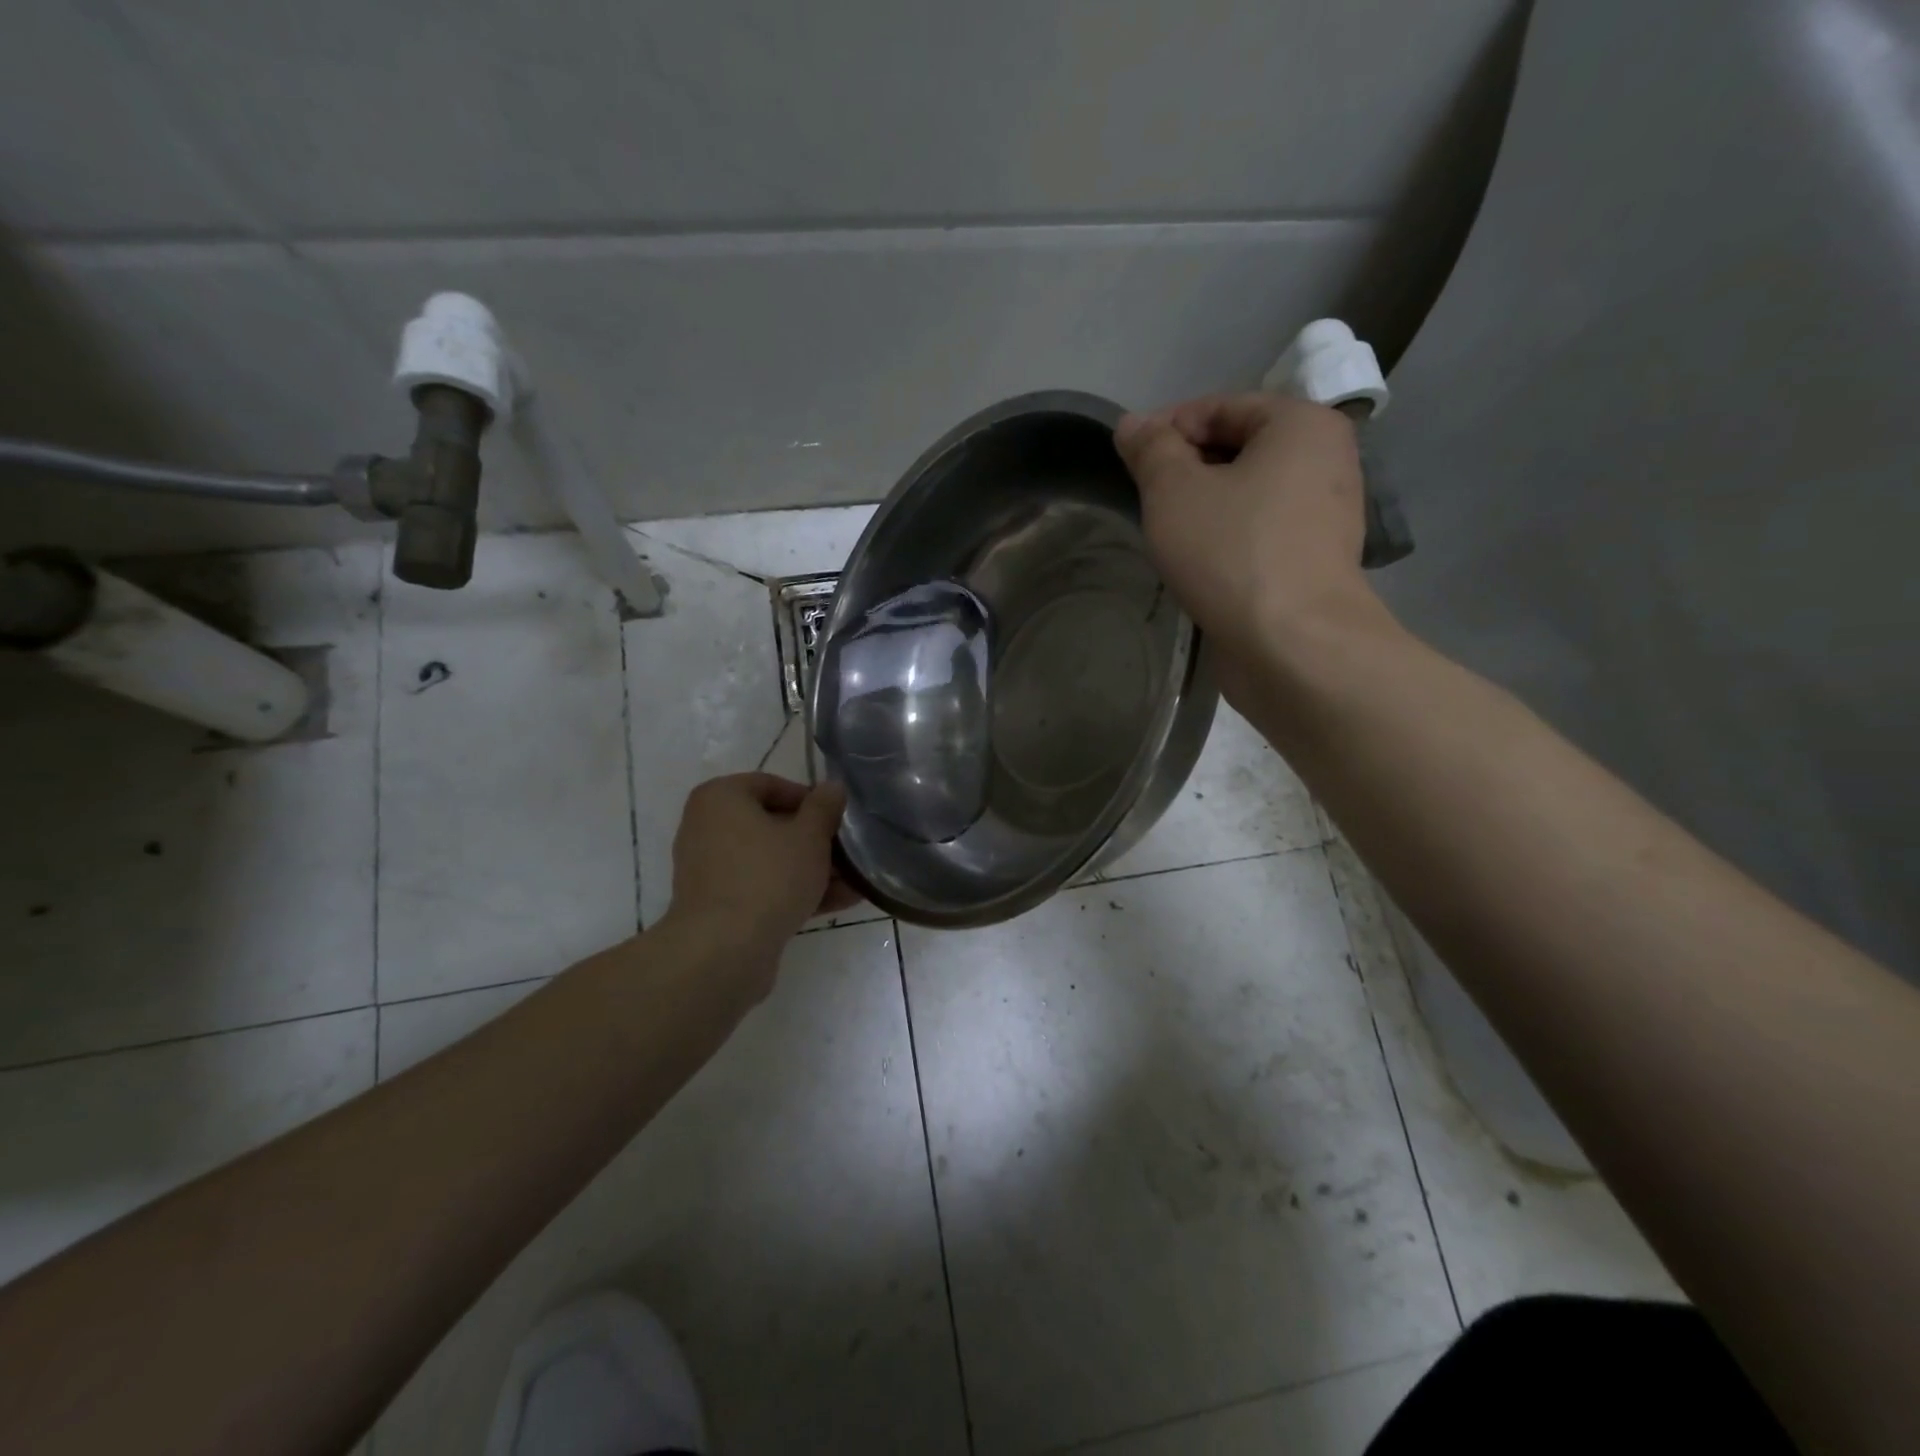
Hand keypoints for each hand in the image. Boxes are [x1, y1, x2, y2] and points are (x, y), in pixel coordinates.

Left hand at [665, 773, 859, 960]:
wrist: (723, 951)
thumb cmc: (768, 876)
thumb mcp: (809, 836)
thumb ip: (824, 807)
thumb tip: (832, 787)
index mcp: (720, 798)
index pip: (771, 785)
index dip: (811, 800)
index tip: (838, 819)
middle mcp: (707, 827)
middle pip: (771, 825)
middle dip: (815, 840)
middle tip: (849, 852)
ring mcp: (710, 869)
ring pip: (770, 860)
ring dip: (811, 869)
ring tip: (853, 882)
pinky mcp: (718, 905)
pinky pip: (762, 887)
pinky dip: (794, 891)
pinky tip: (839, 902)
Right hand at [1115, 394, 1384, 673]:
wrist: (1293, 644)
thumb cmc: (1232, 552)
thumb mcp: (1174, 491)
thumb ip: (1150, 450)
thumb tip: (1132, 423)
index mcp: (1301, 424)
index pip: (1220, 406)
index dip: (1166, 428)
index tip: (1128, 460)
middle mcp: (1325, 459)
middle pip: (1238, 448)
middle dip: (1186, 469)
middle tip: (1144, 499)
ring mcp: (1325, 514)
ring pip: (1248, 493)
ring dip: (1203, 506)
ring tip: (1165, 533)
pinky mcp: (1315, 560)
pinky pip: (1261, 530)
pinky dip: (1227, 536)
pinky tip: (1198, 562)